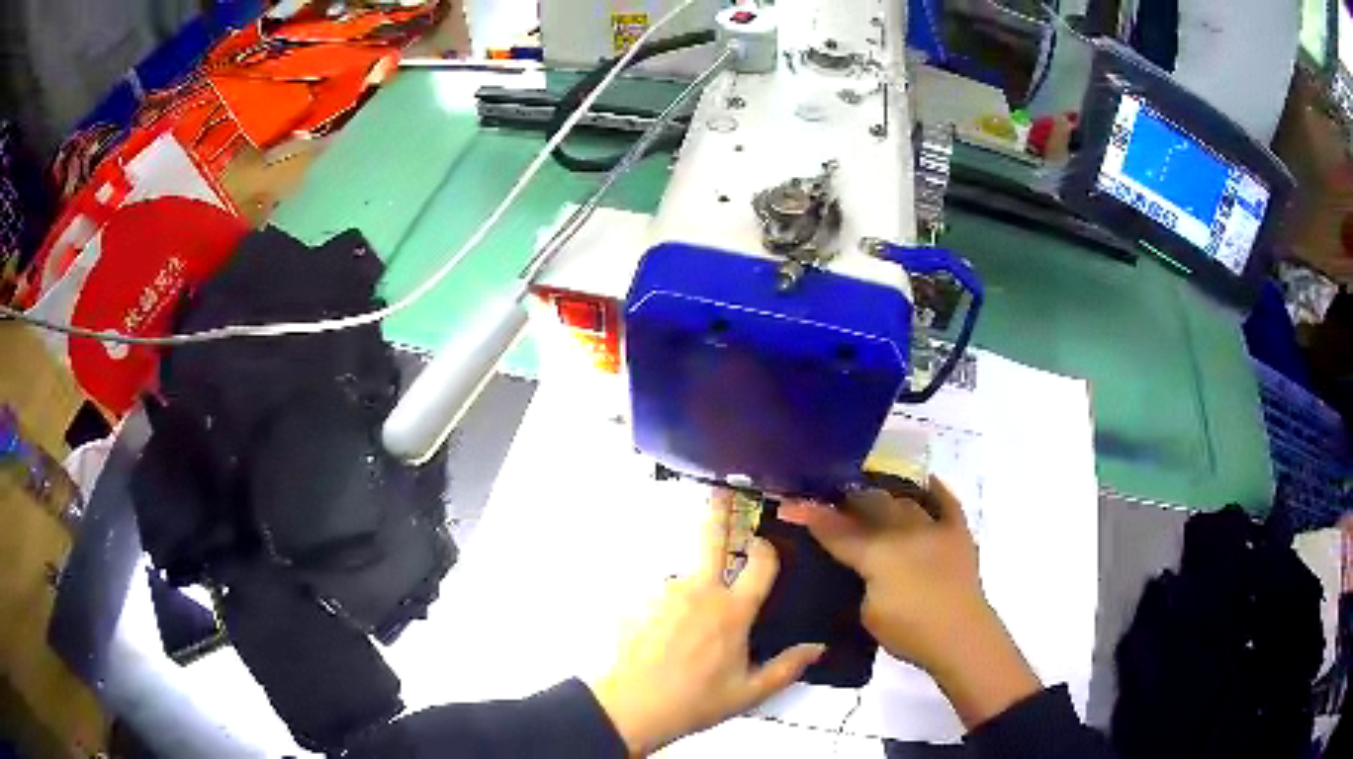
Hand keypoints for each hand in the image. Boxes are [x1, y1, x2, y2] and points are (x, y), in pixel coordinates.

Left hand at [588, 490, 824, 755]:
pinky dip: (673, 605)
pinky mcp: (642, 603)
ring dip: (698, 581)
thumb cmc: (697, 700)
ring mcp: (666, 594)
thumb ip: (787, 667)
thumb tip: (819, 647)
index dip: (768, 548)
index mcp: (733, 610)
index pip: (760, 561)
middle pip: (713, 538)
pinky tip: (671, 633)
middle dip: (720, 510)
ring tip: (697, 619)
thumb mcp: (750, 692)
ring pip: (688, 573)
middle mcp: (700, 591)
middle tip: (723, 489)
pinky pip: (666, 596)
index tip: (769, 546)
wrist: (632, 707)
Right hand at [779, 476, 1040, 728]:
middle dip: (845, 498)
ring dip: (883, 494)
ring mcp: (933, 528)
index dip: (810, 516)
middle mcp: (903, 532)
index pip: (835, 531)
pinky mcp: (958, 533)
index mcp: (876, 554)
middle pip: (870, 504)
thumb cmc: (908, 632)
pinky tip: (924, 483)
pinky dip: (934, 491)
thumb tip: (852, 560)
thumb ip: (856, 578)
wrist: (960, 636)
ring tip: (868, 493)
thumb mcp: (867, 611)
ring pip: (903, 500)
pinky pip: (946, 502)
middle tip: (828, 497)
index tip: (788, 504)